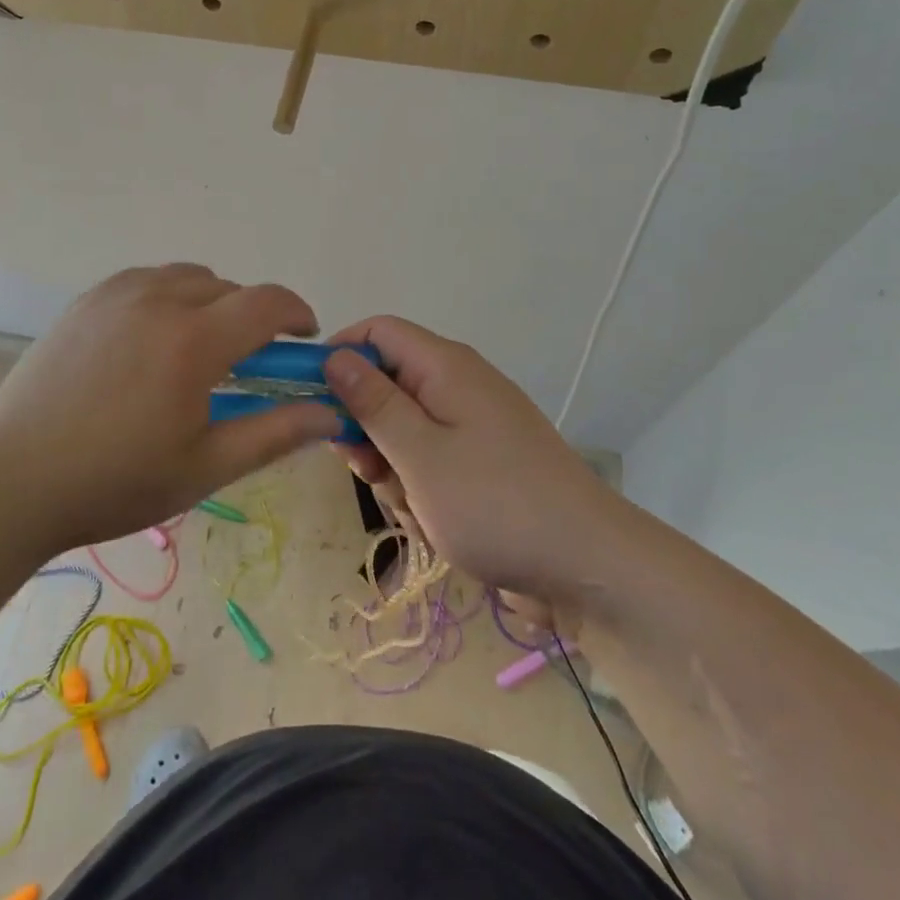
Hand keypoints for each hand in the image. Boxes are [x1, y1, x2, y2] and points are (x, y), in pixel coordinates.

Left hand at [0, 264, 340, 553]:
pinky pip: (146, 280)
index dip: (296, 314)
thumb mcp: (205, 466)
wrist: (13, 480)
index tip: (304, 339)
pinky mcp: (87, 301)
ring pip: (187, 278)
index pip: (267, 302)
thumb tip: (329, 411)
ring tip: (196, 349)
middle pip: (229, 288)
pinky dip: (167, 296)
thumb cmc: (116, 481)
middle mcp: (159, 300)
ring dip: (209, 302)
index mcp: (194, 341)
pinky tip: (151, 339)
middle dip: (251, 318)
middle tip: (245, 364)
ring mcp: (117, 294)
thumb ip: (274, 433)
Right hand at [322, 317, 615, 596]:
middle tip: (364, 469)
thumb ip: (372, 403)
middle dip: (365, 424)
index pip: (377, 332)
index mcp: (445, 366)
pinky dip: (419, 483)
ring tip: (411, 504)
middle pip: (388, 381)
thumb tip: (335, 355)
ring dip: (392, 463)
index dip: (340, 355)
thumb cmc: (494, 504)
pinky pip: (430, 457)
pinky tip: (432, 519)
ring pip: (404, 426)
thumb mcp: (419, 454)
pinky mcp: (482, 461)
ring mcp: (473, 424)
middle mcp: (459, 384)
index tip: (311, 401)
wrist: (588, 567)